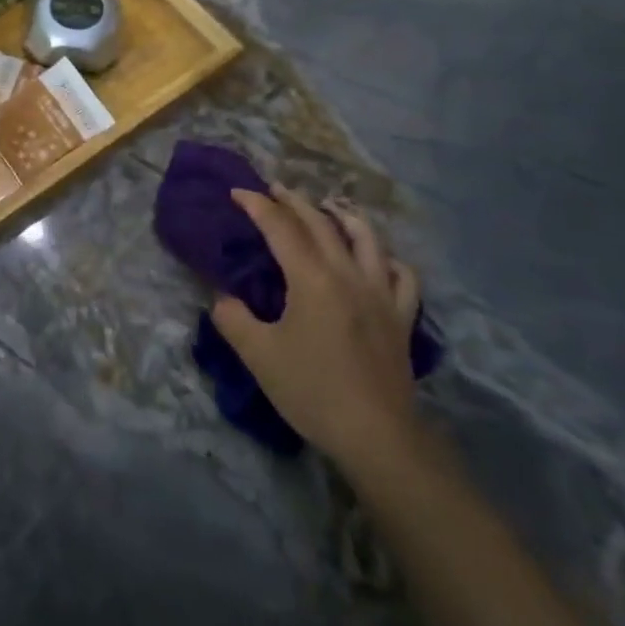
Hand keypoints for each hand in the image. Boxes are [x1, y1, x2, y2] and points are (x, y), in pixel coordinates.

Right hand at [213, 186, 422, 477]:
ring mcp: (381, 294)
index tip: (238, 192)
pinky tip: (378, 260)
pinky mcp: (400, 318)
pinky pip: (401, 276)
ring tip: (330, 207)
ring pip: (367, 239)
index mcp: (312, 279)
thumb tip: (223, 298)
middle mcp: (348, 275)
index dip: (257, 205)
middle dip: (295, 201)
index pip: (281, 227)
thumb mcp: (258, 355)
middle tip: (275, 190)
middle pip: (321, 224)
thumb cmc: (312, 391)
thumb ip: (233, 319)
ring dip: (345, 216)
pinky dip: (387, 259)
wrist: (376, 436)